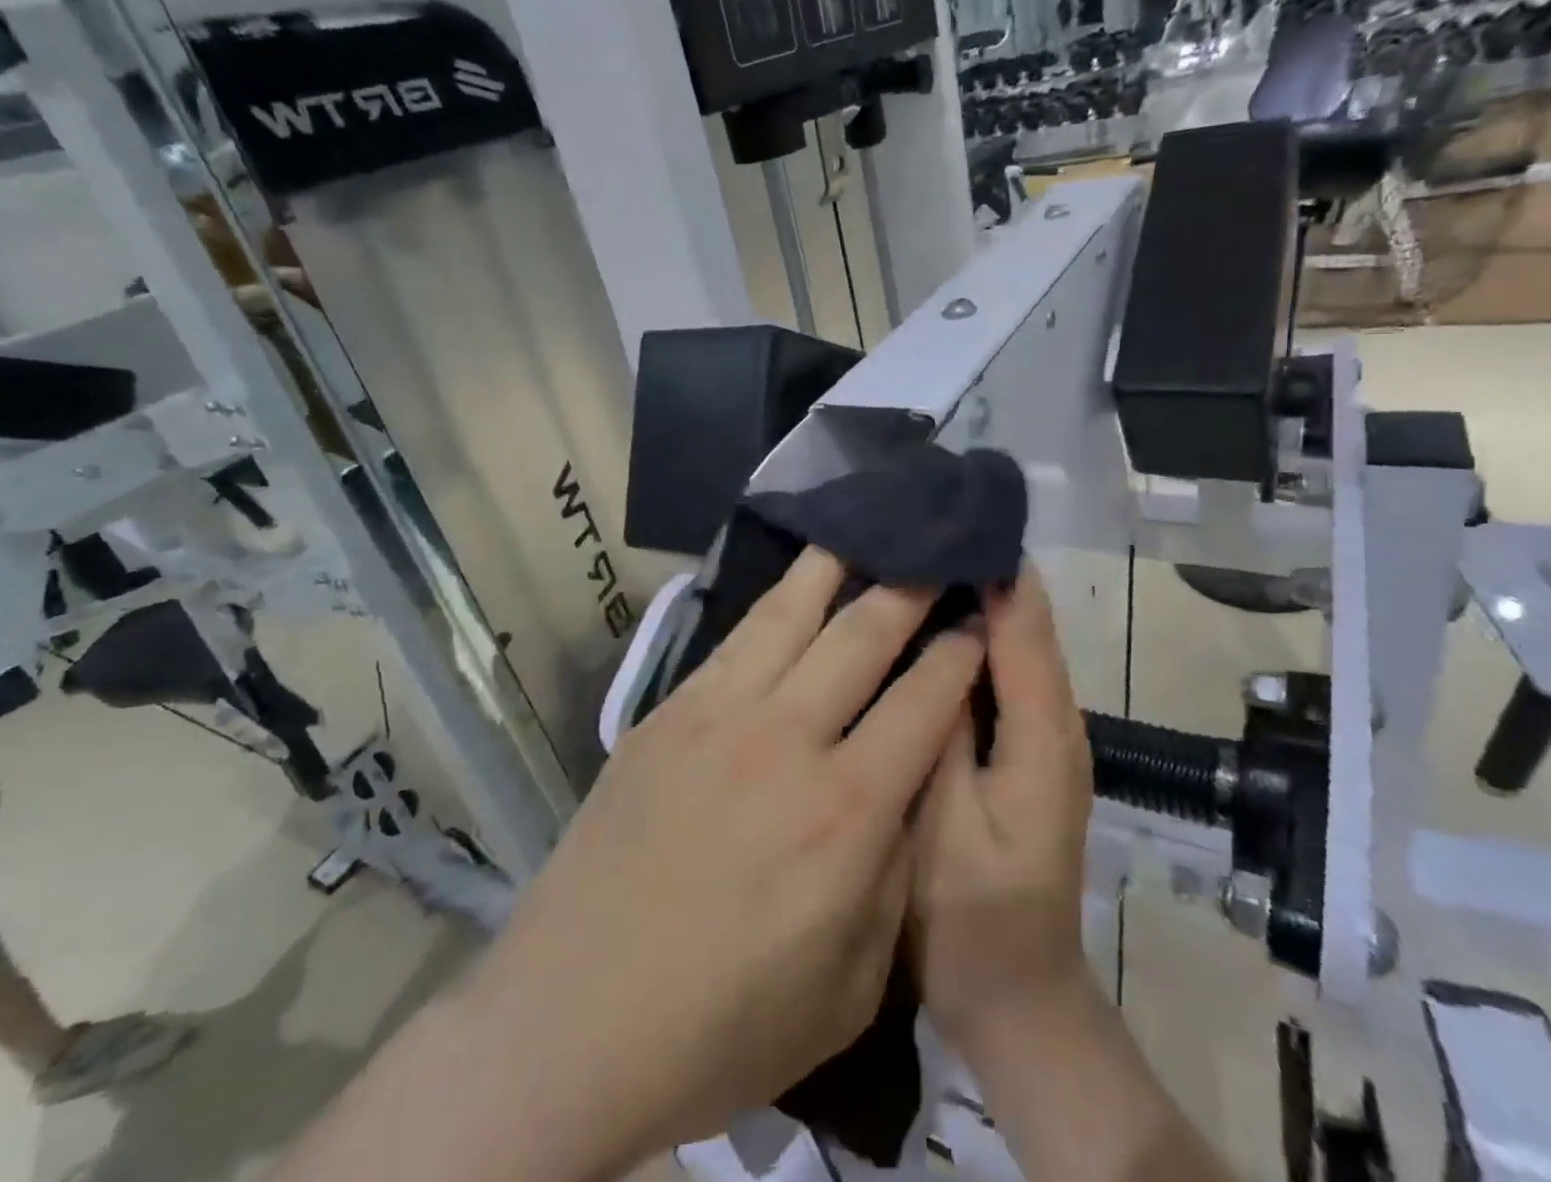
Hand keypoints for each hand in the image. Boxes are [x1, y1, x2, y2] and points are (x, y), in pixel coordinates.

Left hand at [478, 547, 984, 1166]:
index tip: (978, 617)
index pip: (924, 702)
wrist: (572, 1024)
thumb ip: (890, 871)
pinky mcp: (666, 712)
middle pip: (863, 634)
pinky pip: (734, 637)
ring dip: (836, 565)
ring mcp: (718, 716)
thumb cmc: (724, 1024)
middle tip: (935, 548)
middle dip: (910, 585)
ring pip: (790, 613)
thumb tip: (900, 786)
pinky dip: (773, 600)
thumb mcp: (851, 985)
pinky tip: (790, 581)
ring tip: (863, 525)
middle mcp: (786, 740)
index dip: (959, 652)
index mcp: (845, 812)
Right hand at [910, 565, 1093, 1064]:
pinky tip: (930, 624)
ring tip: (919, 556)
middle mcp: (1058, 721)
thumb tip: (944, 638)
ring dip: (978, 598)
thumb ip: (944, 729)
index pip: (1025, 623)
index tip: (945, 514)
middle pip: (1028, 622)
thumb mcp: (941, 824)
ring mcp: (1045, 735)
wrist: (1016, 998)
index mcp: (1044, 733)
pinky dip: (975, 638)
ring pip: (1016, 643)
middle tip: (920, 525)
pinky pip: (1004, 673)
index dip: (993, 564)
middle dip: (983, 569)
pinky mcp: (1026, 749)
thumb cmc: (970, 919)